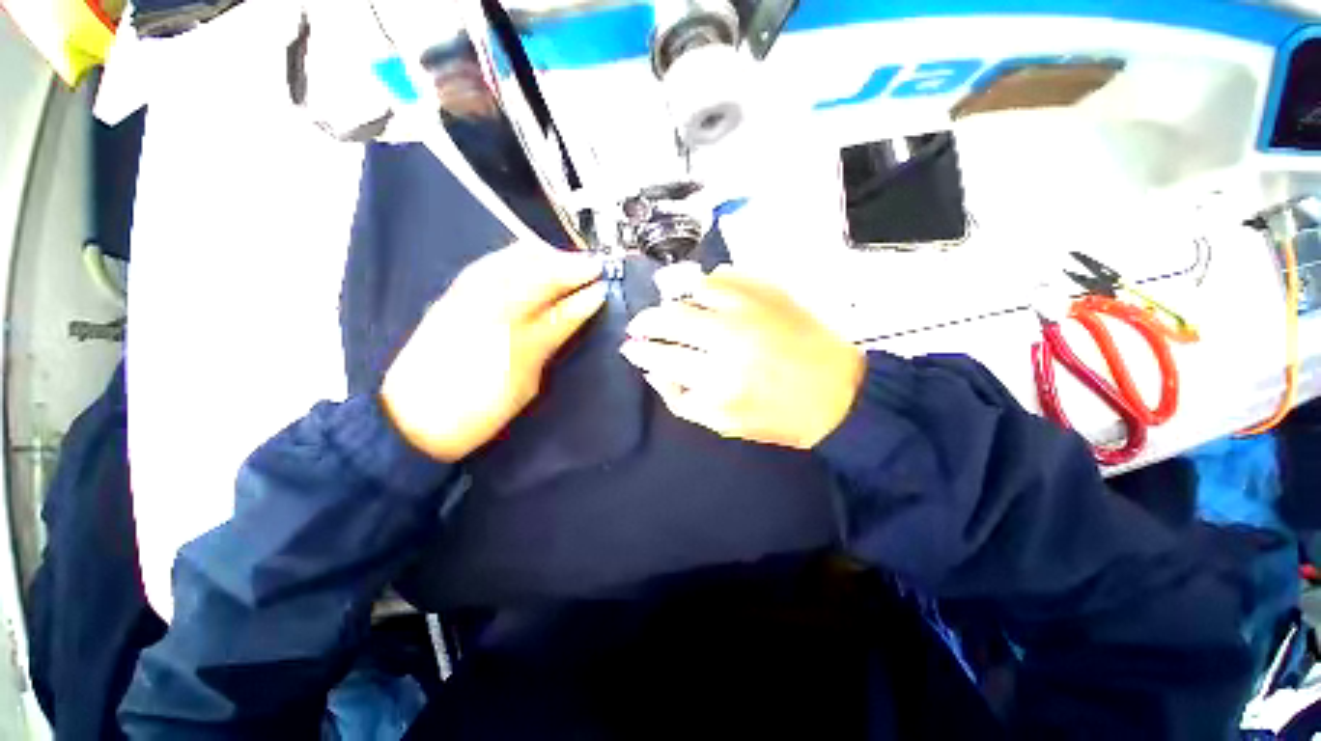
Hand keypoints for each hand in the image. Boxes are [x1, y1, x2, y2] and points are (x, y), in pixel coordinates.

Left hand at [381, 243, 605, 461]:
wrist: (411, 421)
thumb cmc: (478, 410)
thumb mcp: (526, 382)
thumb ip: (552, 338)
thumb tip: (581, 309)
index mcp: (511, 335)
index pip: (556, 303)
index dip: (582, 291)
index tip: (604, 284)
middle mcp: (486, 305)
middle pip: (533, 270)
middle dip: (567, 264)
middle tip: (592, 267)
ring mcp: (464, 296)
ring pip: (510, 260)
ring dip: (544, 257)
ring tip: (568, 261)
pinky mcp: (450, 296)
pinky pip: (489, 265)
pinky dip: (515, 258)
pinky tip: (529, 261)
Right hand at [620, 267, 864, 449]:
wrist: (839, 394)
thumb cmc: (779, 416)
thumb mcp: (723, 424)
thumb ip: (680, 399)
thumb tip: (653, 369)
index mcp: (717, 378)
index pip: (659, 354)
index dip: (638, 349)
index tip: (630, 346)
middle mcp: (729, 336)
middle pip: (670, 316)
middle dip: (646, 320)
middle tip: (642, 325)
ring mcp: (751, 307)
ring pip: (694, 287)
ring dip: (675, 297)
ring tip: (673, 307)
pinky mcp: (770, 291)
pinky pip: (725, 274)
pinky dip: (708, 282)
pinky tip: (707, 295)